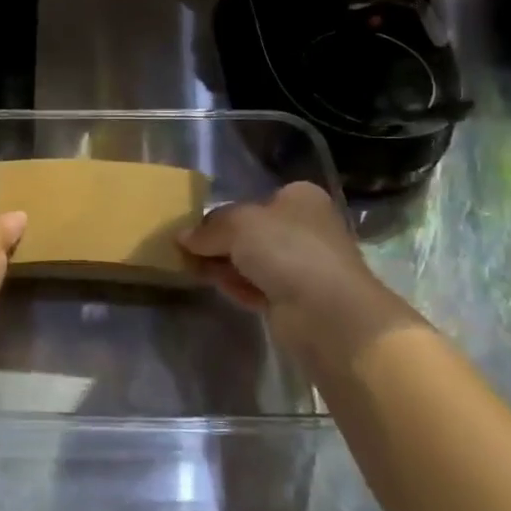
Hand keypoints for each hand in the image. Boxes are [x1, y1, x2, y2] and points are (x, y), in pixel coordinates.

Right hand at [179, 182, 422, 379]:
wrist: (327, 312)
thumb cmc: (286, 250)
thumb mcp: (237, 224)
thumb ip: (208, 228)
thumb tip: (183, 237)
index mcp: (300, 198)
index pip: (254, 200)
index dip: (224, 212)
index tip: (195, 228)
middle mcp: (306, 227)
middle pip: (251, 232)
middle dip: (220, 243)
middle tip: (188, 251)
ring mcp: (303, 265)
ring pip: (252, 262)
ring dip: (226, 266)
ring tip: (195, 270)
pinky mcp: (297, 299)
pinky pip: (258, 288)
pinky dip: (240, 288)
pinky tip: (221, 290)